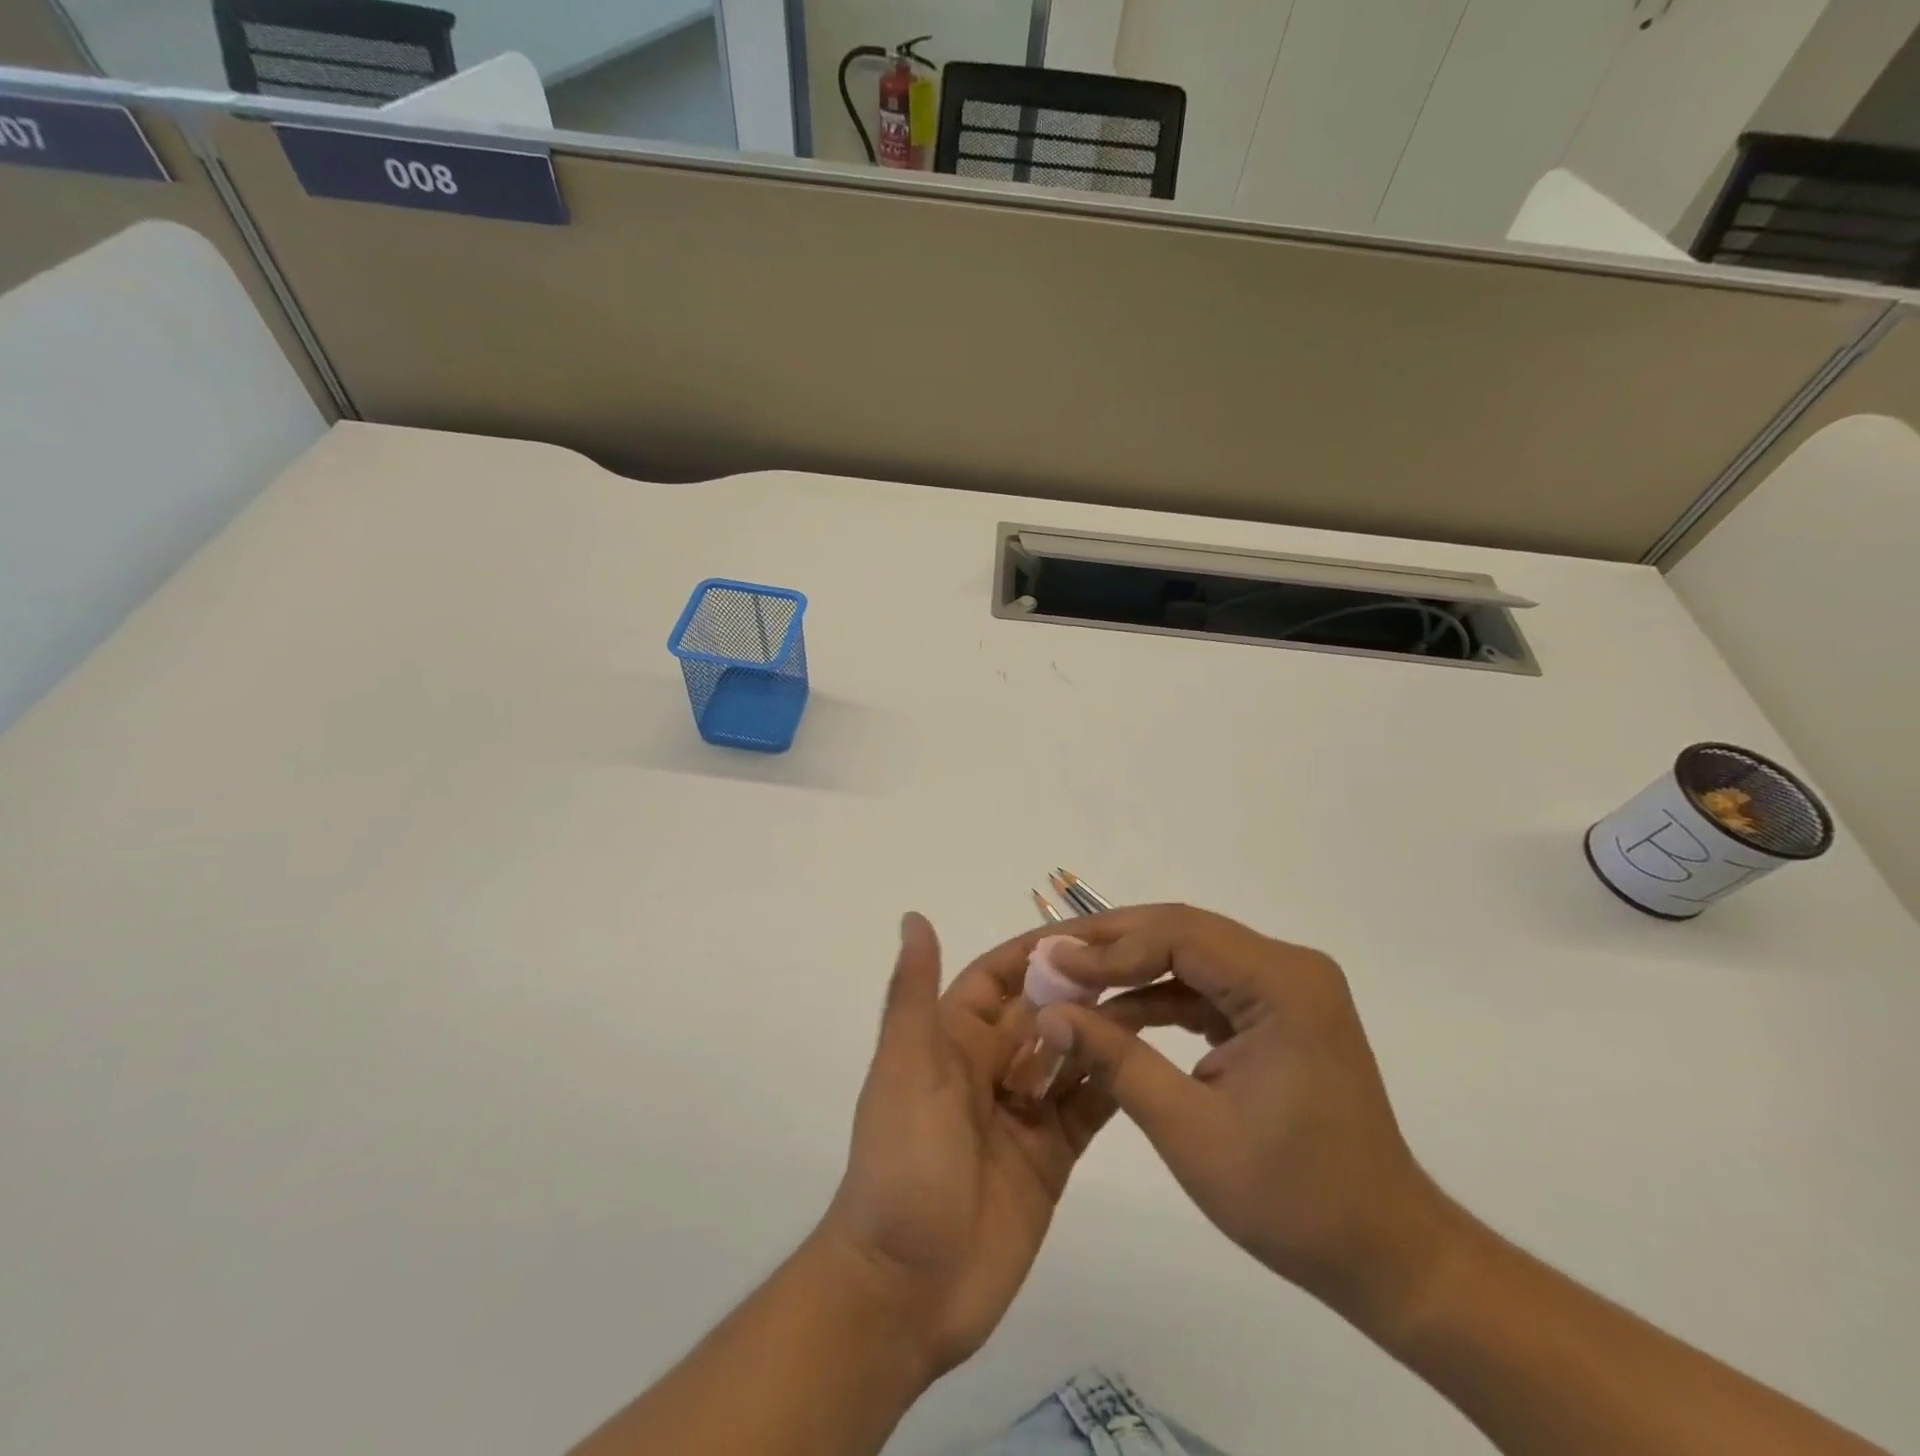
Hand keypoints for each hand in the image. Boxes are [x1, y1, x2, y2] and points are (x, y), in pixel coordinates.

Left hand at [815, 914, 1119, 1380]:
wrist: (905, 1290)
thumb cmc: (902, 1163)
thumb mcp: (906, 1068)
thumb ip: (914, 994)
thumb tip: (913, 916)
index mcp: (953, 1039)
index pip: (999, 976)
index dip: (1037, 950)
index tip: (1089, 930)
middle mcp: (990, 1067)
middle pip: (1042, 1012)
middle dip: (1082, 987)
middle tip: (1145, 964)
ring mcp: (1023, 1112)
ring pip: (1070, 1055)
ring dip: (1104, 1031)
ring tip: (1160, 1003)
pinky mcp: (1050, 1157)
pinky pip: (1086, 1108)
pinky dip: (1113, 1084)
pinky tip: (1150, 1062)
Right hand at [1036, 905, 1461, 1332]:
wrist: (1383, 1253)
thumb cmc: (1292, 1199)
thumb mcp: (1189, 1129)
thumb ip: (1115, 1060)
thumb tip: (1050, 1014)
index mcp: (1282, 985)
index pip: (1178, 935)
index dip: (1109, 947)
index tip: (1051, 964)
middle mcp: (1288, 968)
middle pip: (1183, 932)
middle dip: (1112, 945)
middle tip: (1051, 958)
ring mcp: (1286, 988)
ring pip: (1189, 955)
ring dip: (1130, 969)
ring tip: (1070, 981)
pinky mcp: (1276, 1011)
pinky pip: (1205, 986)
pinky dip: (1158, 997)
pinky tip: (1113, 1013)